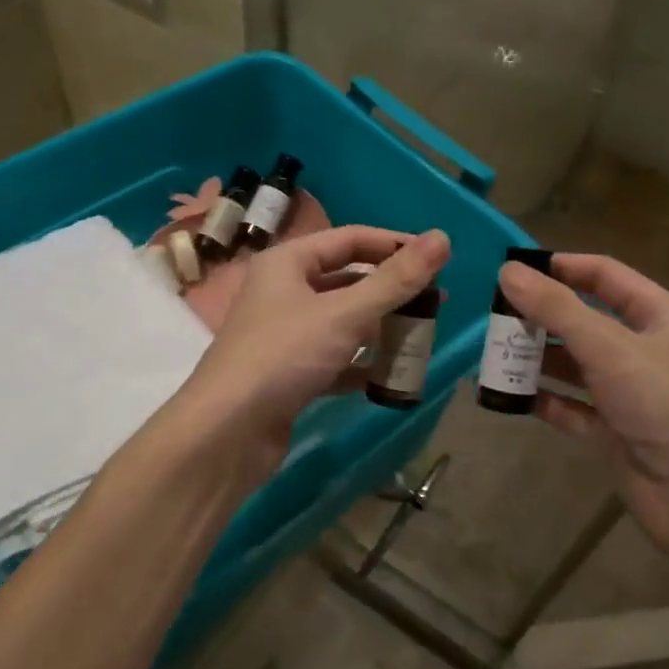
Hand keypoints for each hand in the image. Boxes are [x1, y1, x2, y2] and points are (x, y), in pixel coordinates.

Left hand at [182, 225, 451, 462]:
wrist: (227, 431)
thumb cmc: (283, 356)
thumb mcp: (344, 313)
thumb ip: (395, 280)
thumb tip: (441, 237)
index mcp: (287, 263)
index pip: (349, 239)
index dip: (393, 245)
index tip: (437, 258)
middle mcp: (283, 293)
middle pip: (346, 280)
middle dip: (390, 291)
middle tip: (436, 302)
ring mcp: (284, 336)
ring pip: (342, 322)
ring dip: (379, 328)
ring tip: (420, 336)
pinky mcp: (289, 374)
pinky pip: (334, 359)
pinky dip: (360, 364)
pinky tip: (389, 375)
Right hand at [498, 254, 668, 558]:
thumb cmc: (661, 402)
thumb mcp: (607, 346)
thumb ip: (556, 308)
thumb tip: (508, 271)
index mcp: (658, 316)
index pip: (606, 276)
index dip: (563, 267)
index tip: (515, 267)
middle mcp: (643, 349)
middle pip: (584, 321)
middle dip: (541, 317)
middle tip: (494, 314)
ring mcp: (627, 391)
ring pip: (573, 365)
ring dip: (536, 359)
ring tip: (492, 353)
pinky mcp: (612, 429)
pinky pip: (570, 406)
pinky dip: (542, 399)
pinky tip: (507, 395)